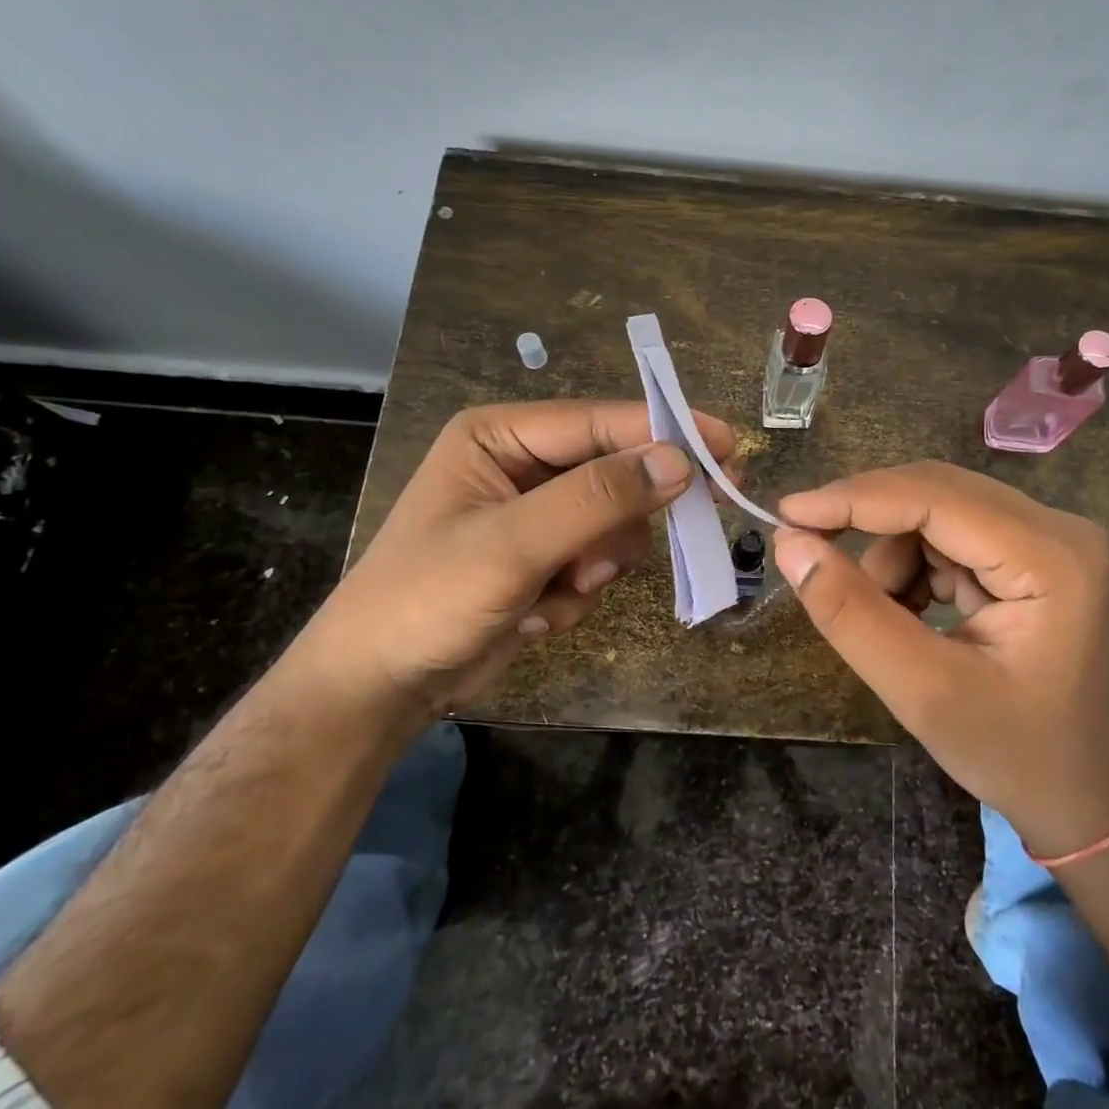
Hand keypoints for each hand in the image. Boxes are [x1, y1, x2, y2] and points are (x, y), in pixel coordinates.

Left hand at [297, 400, 731, 720]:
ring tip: (560, 590)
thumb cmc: (429, 599)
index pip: (599, 421)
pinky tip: (539, 612)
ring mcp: (538, 515)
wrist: (381, 686)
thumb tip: (680, 460)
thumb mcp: (514, 544)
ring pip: (615, 524)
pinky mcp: (547, 558)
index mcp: (501, 436)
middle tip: (664, 533)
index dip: (665, 431)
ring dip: (597, 564)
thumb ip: (598, 498)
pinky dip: (580, 591)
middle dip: (620, 520)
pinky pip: (599, 562)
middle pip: (615, 472)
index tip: (727, 447)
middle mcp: (522, 465)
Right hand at [772, 462, 1108, 856]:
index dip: (853, 499)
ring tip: (887, 621)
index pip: (935, 497)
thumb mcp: (923, 692)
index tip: (787, 513)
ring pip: (936, 513)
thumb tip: (791, 545)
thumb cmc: (1014, 756)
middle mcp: (1057, 529)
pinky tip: (912, 616)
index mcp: (1051, 558)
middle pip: (937, 493)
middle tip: (808, 553)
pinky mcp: (1032, 554)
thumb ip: (852, 615)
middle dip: (868, 525)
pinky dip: (913, 569)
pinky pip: (950, 535)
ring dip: (892, 558)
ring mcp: (1048, 539)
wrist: (1085, 797)